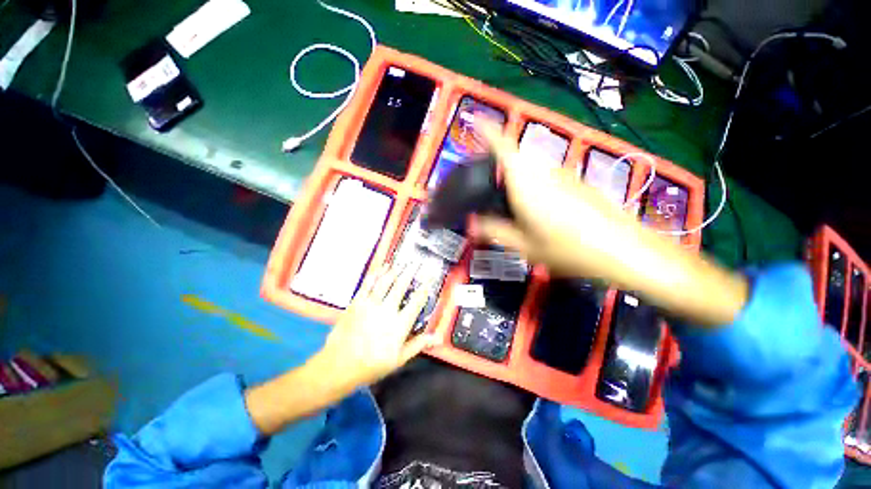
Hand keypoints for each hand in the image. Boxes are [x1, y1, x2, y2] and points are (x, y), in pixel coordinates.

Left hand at [318, 260, 437, 387]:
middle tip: (415, 263)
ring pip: (385, 282)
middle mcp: (387, 310)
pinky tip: (381, 268)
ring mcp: (371, 304)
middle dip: (410, 272)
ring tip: (401, 263)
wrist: (339, 365)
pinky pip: (368, 284)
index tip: (429, 278)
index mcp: (400, 324)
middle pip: (401, 286)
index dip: (424, 288)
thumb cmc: (372, 364)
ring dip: (394, 270)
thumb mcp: (399, 359)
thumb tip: (437, 338)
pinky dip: (376, 274)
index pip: (417, 301)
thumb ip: (418, 345)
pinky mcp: (357, 302)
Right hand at [473, 123, 747, 325]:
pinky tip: (538, 208)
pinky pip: (546, 176)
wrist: (624, 250)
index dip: (488, 130)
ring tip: (509, 199)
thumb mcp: (524, 246)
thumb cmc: (568, 248)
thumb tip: (472, 224)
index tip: (476, 118)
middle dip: (498, 161)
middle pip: (516, 157)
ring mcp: (564, 175)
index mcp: (526, 183)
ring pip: (532, 167)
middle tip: (487, 181)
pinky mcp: (577, 182)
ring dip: (516, 174)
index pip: (504, 147)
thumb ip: (495, 232)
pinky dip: (534, 184)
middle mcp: (544, 172)